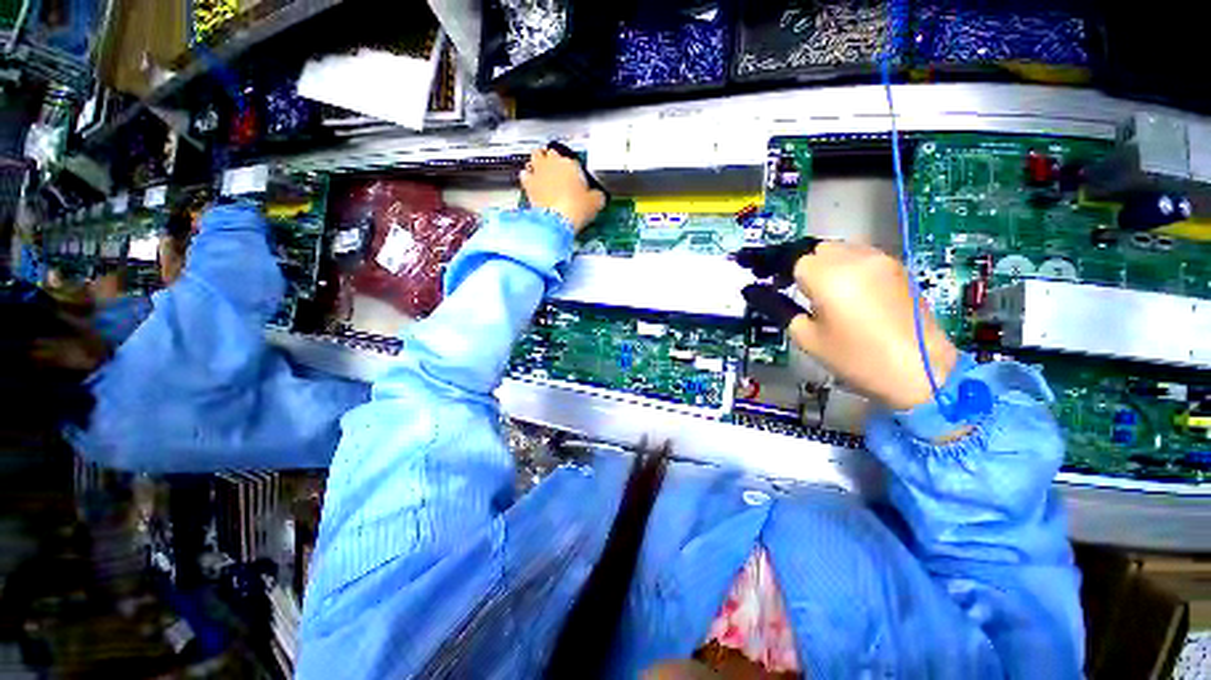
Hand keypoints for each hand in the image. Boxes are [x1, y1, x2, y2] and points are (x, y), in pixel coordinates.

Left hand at [520, 148, 605, 233]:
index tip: (576, 177)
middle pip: (550, 152)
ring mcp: (538, 172)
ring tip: (543, 171)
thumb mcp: (596, 202)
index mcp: (571, 163)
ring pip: (535, 157)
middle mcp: (553, 163)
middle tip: (557, 169)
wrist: (557, 220)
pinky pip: (525, 174)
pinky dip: (528, 177)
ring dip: (539, 163)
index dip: (574, 168)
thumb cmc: (577, 208)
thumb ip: (597, 196)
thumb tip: (598, 196)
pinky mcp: (527, 184)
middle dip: (553, 159)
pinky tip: (531, 182)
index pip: (572, 159)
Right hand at [739, 239, 957, 410]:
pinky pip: (856, 255)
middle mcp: (853, 258)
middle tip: (777, 282)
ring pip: (835, 248)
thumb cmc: (855, 358)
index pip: (788, 257)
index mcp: (827, 276)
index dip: (766, 261)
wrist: (923, 372)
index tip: (748, 265)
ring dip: (815, 261)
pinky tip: (835, 286)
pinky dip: (838, 264)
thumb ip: (777, 307)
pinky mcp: (895, 267)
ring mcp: (878, 259)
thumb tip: (753, 291)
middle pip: (811, 249)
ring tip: (804, 285)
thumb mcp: (807, 336)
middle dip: (791, 262)